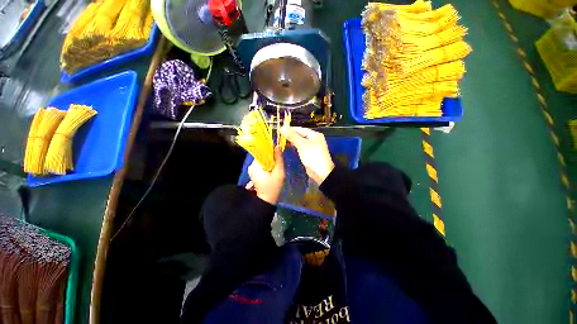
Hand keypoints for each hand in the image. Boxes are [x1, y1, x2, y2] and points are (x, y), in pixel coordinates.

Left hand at [246, 148, 284, 204]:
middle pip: (263, 155)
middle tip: (278, 163)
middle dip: (271, 157)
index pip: (262, 151)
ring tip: (276, 168)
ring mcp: (252, 169)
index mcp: (255, 165)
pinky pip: (262, 164)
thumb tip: (277, 146)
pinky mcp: (255, 172)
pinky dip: (268, 165)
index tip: (278, 152)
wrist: (267, 200)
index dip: (270, 150)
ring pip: (263, 159)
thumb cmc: (273, 187)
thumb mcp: (279, 172)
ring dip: (270, 162)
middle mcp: (252, 166)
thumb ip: (278, 159)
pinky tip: (272, 171)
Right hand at [280, 126, 333, 184]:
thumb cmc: (313, 156)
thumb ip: (292, 136)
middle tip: (280, 135)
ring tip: (283, 140)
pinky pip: (301, 147)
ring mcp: (312, 147)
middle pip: (300, 135)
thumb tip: (282, 128)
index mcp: (315, 135)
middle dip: (291, 135)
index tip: (280, 129)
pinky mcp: (310, 154)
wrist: (321, 172)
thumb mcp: (302, 144)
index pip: (300, 129)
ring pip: (300, 141)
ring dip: (292, 141)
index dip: (290, 129)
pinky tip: (290, 146)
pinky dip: (296, 146)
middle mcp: (314, 139)